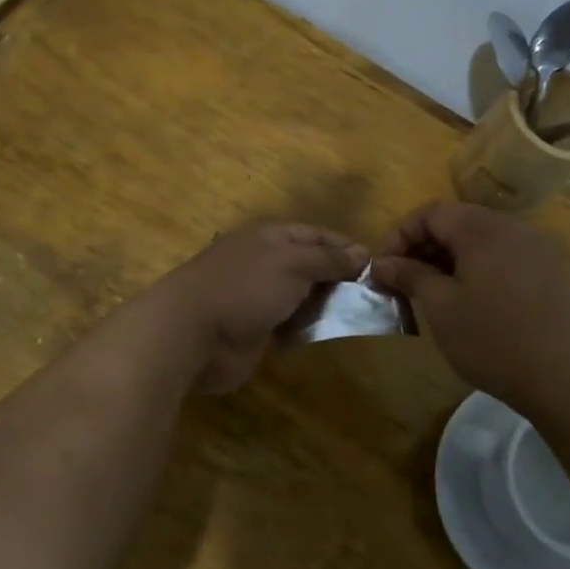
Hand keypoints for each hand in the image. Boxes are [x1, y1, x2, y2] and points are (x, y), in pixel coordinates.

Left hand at [159, 222, 367, 391]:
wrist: (192, 333)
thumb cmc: (244, 287)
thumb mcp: (293, 264)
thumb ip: (328, 259)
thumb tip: (362, 252)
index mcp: (271, 237)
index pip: (317, 234)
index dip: (346, 247)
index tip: (376, 265)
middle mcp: (266, 262)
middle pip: (311, 265)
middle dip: (340, 278)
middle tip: (374, 295)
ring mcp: (259, 296)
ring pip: (303, 296)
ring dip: (326, 305)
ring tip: (359, 316)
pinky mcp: (256, 328)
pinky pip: (290, 323)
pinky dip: (308, 327)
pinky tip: (328, 334)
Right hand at [370, 202, 569, 412]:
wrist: (567, 378)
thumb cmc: (494, 340)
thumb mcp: (441, 307)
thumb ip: (409, 275)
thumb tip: (380, 262)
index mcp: (484, 229)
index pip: (432, 212)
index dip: (401, 235)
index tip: (384, 269)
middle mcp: (515, 227)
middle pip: (460, 222)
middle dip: (426, 247)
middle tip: (405, 283)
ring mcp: (540, 248)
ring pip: (484, 240)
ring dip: (453, 259)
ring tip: (435, 294)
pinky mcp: (555, 271)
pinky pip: (507, 256)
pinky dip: (482, 268)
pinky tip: (473, 301)